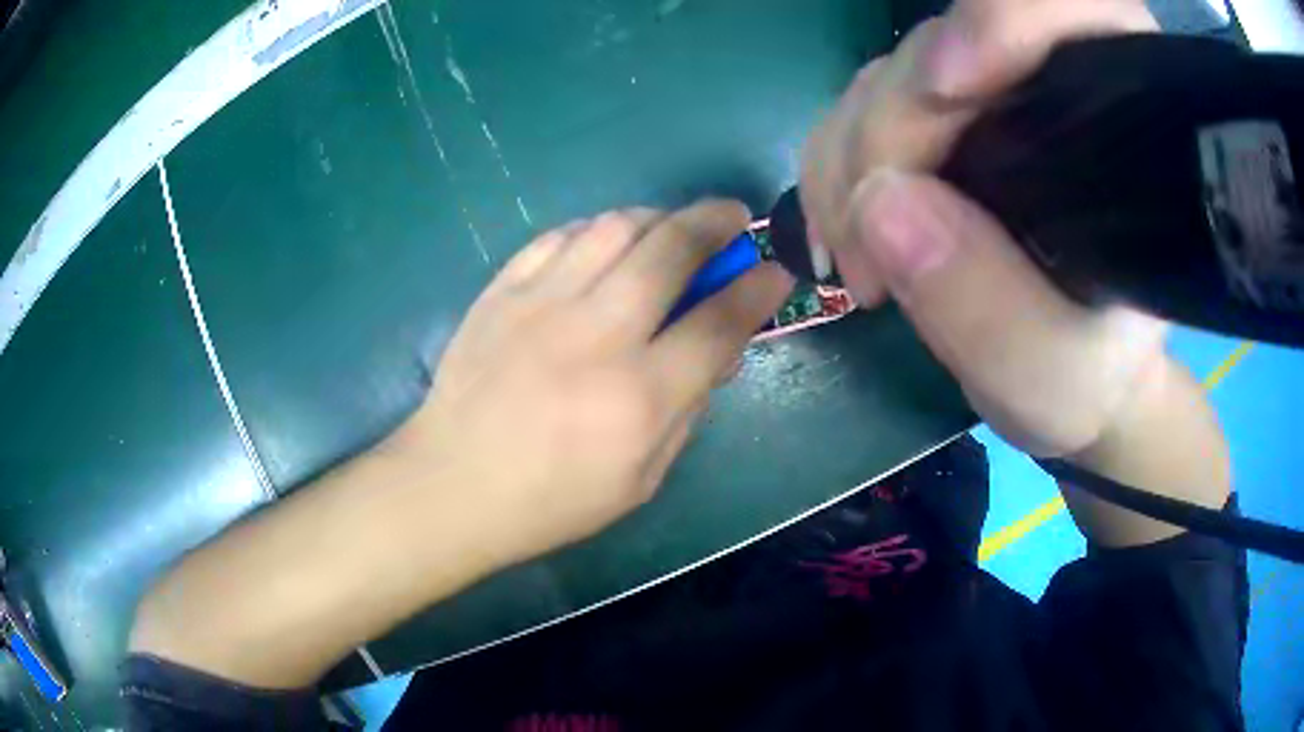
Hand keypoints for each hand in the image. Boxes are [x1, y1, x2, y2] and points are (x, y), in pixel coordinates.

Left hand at [390, 203, 792, 566]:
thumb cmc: (553, 499)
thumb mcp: (642, 479)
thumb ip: (688, 408)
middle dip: (715, 221)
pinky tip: (607, 243)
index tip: (775, 268)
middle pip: (671, 249)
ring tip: (671, 228)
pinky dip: (597, 229)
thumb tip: (718, 346)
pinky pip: (561, 235)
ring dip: (658, 217)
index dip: (758, 288)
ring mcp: (542, 304)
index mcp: (639, 397)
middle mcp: (596, 336)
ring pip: (615, 226)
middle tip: (733, 217)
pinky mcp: (502, 291)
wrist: (453, 483)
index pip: (720, 322)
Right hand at [801, 0, 1165, 457]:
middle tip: (867, 244)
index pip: (1071, 14)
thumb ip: (984, 305)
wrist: (1070, 375)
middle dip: (889, 132)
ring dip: (848, 161)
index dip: (1003, 20)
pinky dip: (832, 167)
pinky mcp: (941, 120)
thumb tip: (879, 203)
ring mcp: (988, 98)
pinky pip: (856, 109)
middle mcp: (1051, 90)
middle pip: (945, 48)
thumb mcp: (1049, 375)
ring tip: (859, 265)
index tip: (947, 87)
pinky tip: (842, 234)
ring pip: (887, 77)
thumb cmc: (1086, 378)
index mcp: (1119, 133)